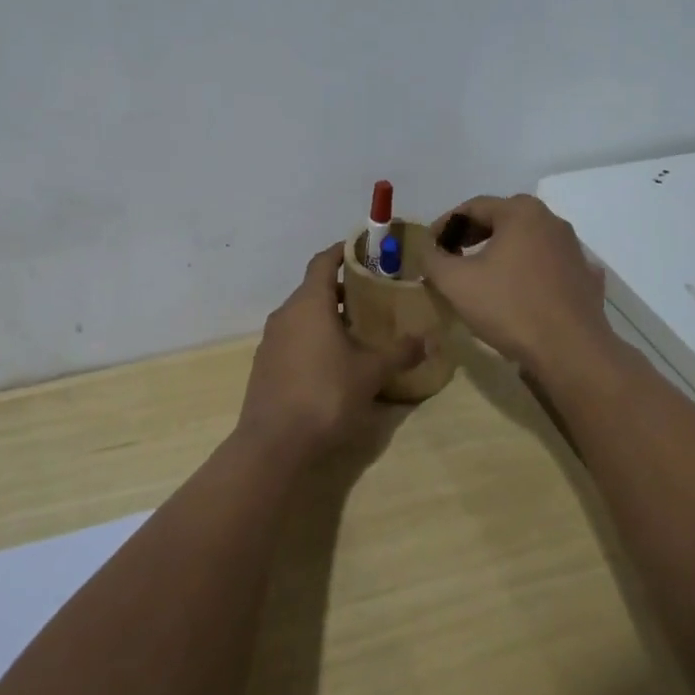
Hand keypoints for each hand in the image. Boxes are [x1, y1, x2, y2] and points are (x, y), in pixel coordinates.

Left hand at [237, 243, 424, 464]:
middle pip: (313, 289)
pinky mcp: (265, 365)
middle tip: (372, 296)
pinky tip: (333, 361)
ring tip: (357, 330)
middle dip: (341, 289)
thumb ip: (400, 353)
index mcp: (309, 303)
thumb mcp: (371, 373)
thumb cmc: (325, 395)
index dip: (342, 252)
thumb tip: (429, 340)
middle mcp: (285, 314)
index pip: (322, 261)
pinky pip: (292, 338)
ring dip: (327, 316)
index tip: (362, 250)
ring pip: (302, 315)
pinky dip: (313, 337)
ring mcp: (271, 340)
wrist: (274, 444)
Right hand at [421, 194, 615, 377]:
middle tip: (451, 254)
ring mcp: (573, 248)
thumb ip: (432, 259)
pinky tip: (519, 289)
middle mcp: (551, 221)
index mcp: (520, 212)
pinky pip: (548, 265)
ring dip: (501, 251)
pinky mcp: (585, 276)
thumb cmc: (509, 307)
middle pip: (502, 219)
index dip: (445, 224)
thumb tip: (427, 249)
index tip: (429, 246)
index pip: (473, 207)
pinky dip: (529, 270)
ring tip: (482, 273)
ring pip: (527, 241)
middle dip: (473, 234)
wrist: (571, 351)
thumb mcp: (455, 282)